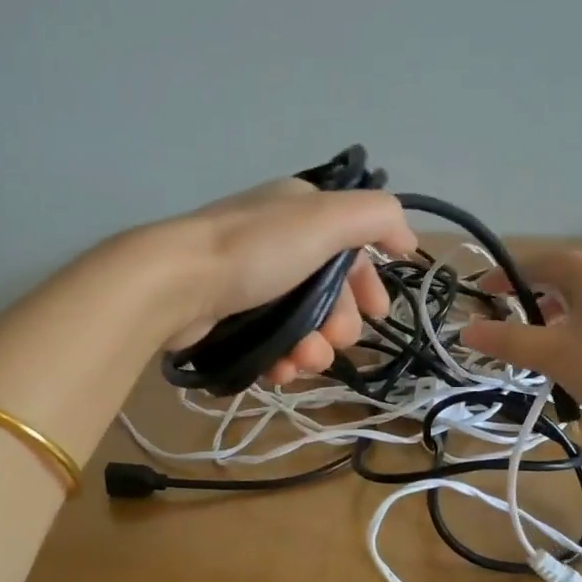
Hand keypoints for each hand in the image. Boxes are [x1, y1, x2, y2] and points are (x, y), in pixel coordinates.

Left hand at [154, 179, 418, 385]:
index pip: (352, 246)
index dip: (369, 281)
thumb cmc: (256, 250)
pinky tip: (280, 371)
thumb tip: (406, 239)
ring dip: (313, 348)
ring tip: (302, 362)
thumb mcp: (327, 219)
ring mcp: (250, 278)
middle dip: (340, 323)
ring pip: (302, 322)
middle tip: (333, 341)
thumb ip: (376, 218)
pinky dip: (282, 358)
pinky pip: (270, 340)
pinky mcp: (228, 314)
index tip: (379, 313)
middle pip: (330, 290)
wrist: (175, 284)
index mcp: (301, 210)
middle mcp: (277, 239)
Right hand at [460, 245, 581, 469]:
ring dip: (554, 299)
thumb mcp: (552, 355)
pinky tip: (569, 341)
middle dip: (532, 282)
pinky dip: (576, 314)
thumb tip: (465, 331)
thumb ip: (506, 340)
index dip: (505, 274)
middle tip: (506, 303)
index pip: (539, 260)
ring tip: (534, 324)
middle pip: (564, 267)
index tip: (481, 292)